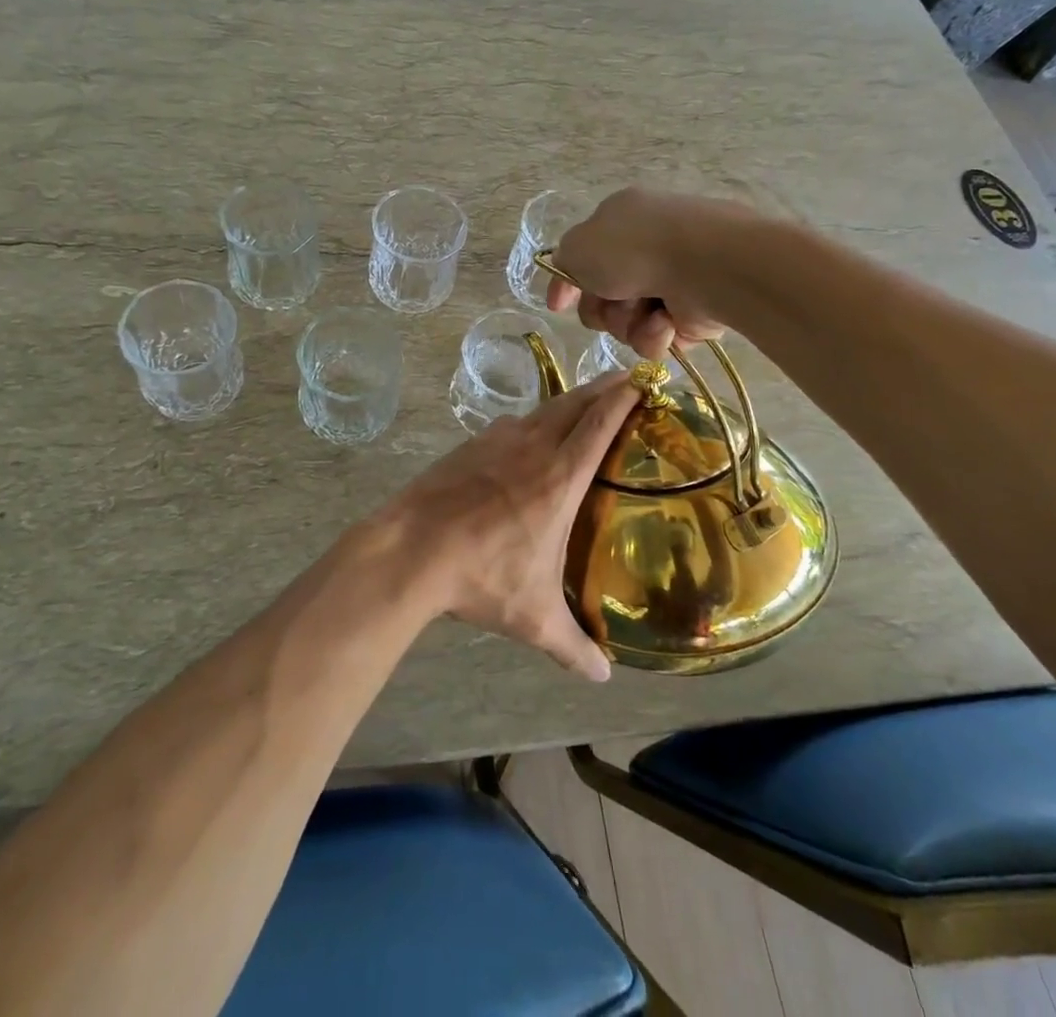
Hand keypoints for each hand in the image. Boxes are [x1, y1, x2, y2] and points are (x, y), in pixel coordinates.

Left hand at [382, 373, 639, 681]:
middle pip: (575, 402)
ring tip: (583, 407)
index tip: (643, 379)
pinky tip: (528, 438)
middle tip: (625, 381)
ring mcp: (497, 440)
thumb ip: (572, 645)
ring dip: (569, 401)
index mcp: (560, 476)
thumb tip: (602, 677)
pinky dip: (532, 421)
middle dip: (604, 387)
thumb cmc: (482, 576)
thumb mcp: (534, 617)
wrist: (411, 549)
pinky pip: (512, 424)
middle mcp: (533, 446)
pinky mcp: (470, 445)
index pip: (600, 422)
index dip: (624, 396)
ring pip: (543, 409)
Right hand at [546, 188, 746, 356]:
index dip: (566, 284)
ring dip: (628, 323)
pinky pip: (657, 339)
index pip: (584, 257)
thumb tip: (571, 275)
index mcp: (621, 222)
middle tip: (611, 303)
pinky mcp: (693, 315)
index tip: (558, 305)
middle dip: (601, 309)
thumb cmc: (634, 248)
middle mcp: (646, 251)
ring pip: (627, 323)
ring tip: (648, 312)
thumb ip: (564, 260)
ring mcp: (672, 283)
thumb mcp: (578, 245)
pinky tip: (666, 323)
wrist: (704, 265)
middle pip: (603, 298)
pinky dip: (656, 335)